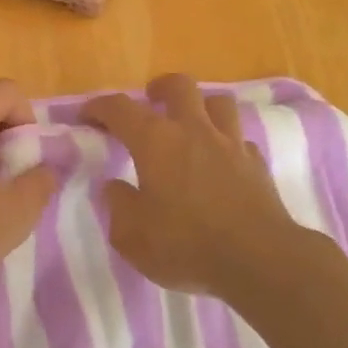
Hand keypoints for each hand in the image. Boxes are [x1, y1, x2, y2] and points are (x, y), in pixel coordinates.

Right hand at [82, 74, 300, 296]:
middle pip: (179, 86)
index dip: (99, 107)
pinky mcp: (256, 164)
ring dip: (201, 107)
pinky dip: (227, 144)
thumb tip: (114, 186)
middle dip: (160, 89)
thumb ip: (119, 205)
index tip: (87, 115)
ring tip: (191, 125)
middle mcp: (193, 131)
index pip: (120, 108)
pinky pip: (239, 140)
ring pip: (218, 102)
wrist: (260, 260)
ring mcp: (230, 144)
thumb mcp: (132, 236)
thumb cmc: (186, 245)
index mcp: (156, 141)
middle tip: (150, 103)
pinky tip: (221, 163)